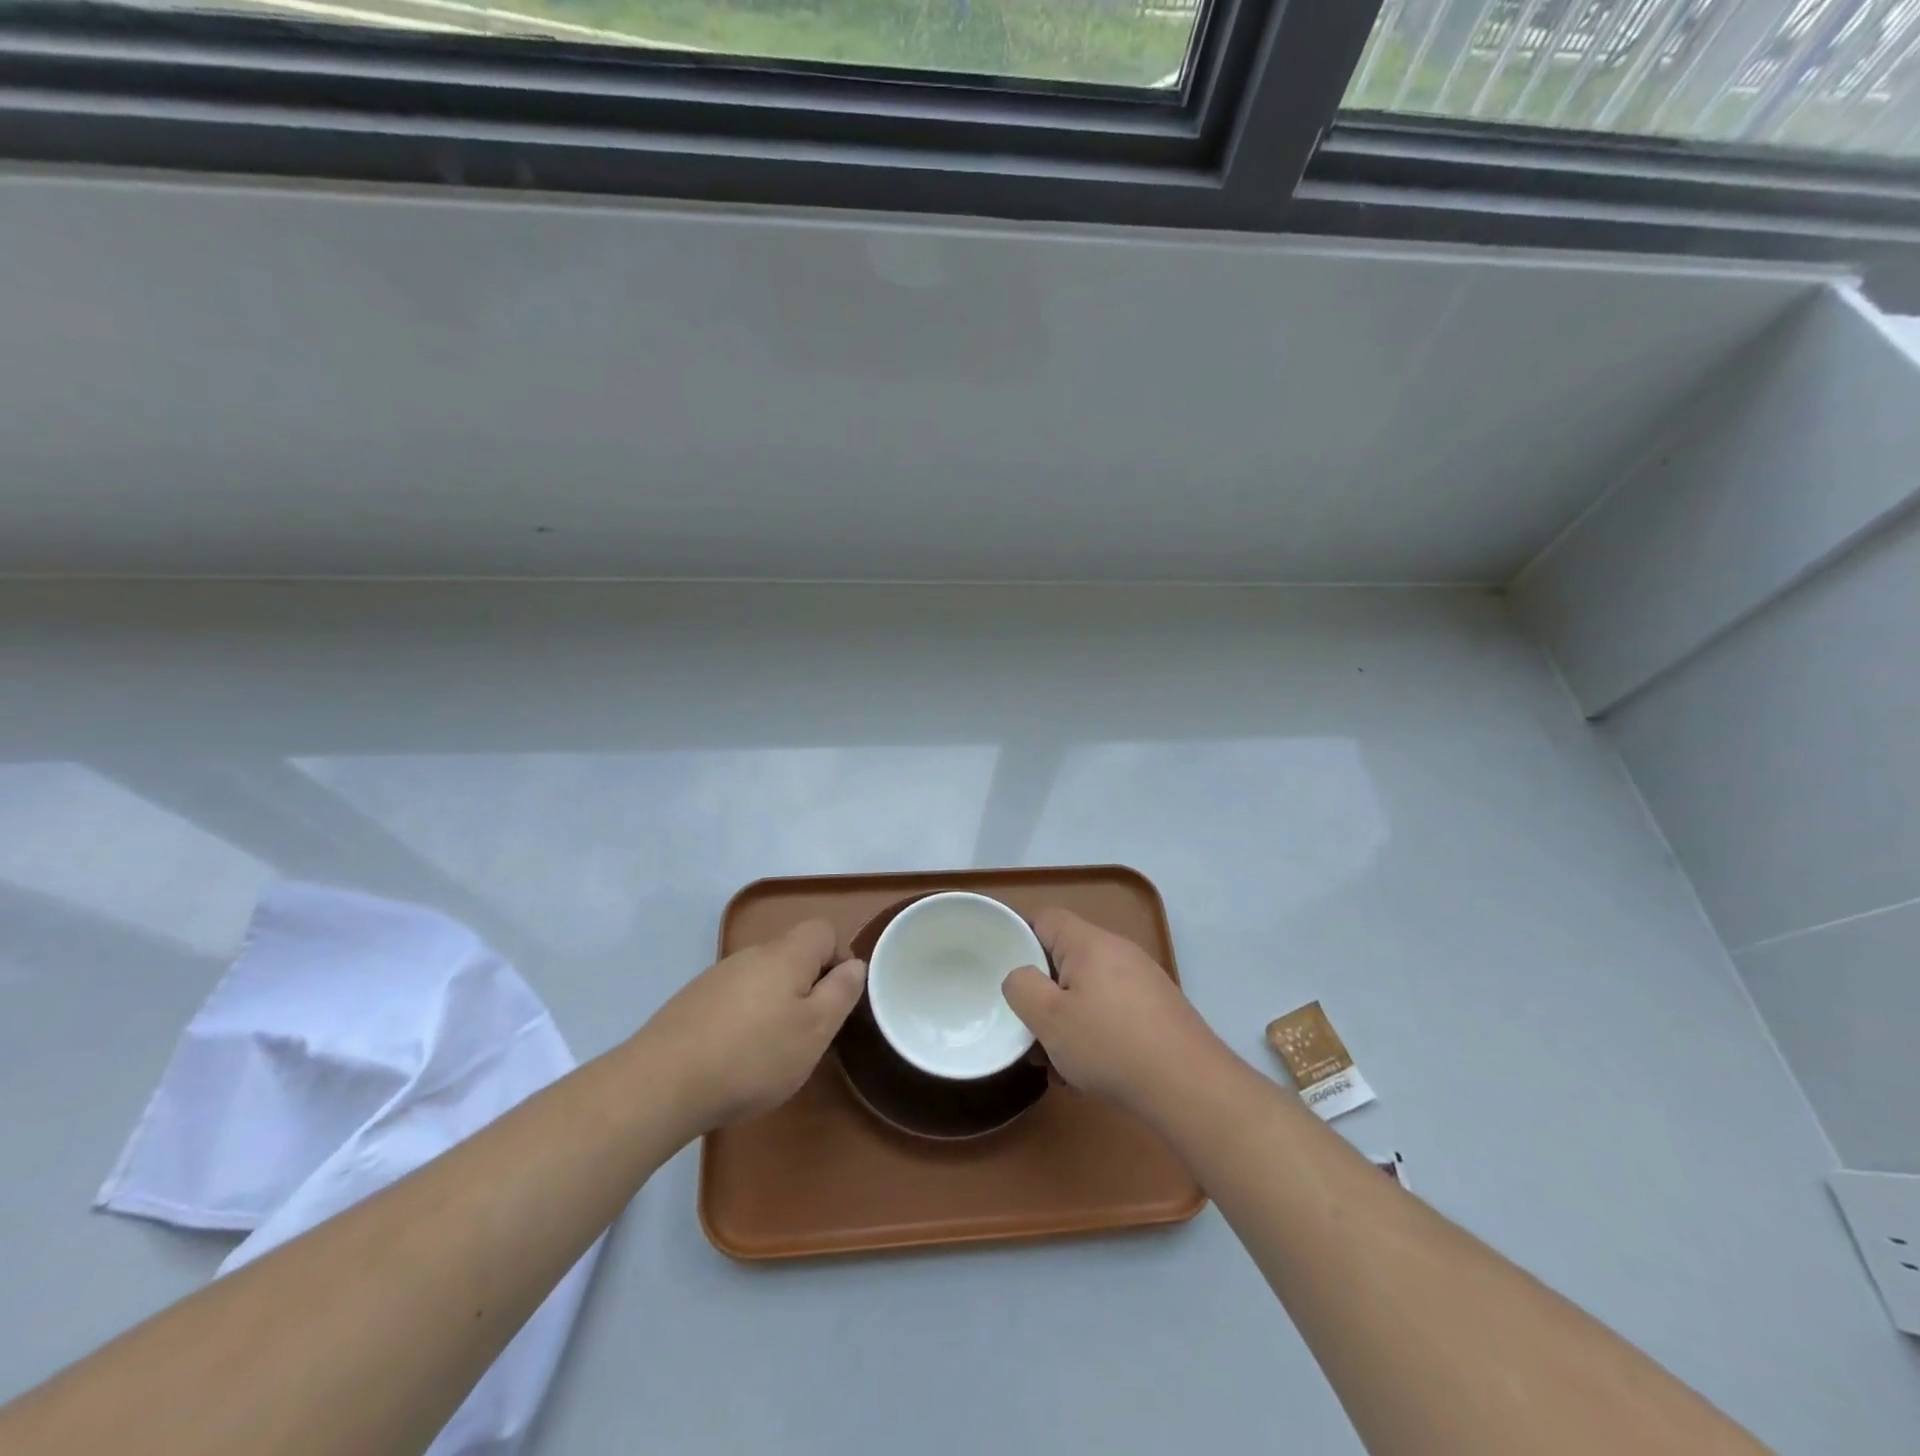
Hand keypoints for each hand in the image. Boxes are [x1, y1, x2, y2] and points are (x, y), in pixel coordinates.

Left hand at [641, 919, 864, 1133]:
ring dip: (774, 1005)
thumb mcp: (815, 1030)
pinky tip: (733, 1059)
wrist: (661, 1084)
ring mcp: (716, 977)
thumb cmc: (753, 1056)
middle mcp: (751, 955)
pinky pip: (733, 1000)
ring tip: (770, 1052)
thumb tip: (854, 965)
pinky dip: (743, 1021)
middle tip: (807, 1033)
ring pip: (761, 979)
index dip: (838, 959)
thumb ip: (841, 992)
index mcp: (786, 954)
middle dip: (806, 987)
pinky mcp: (691, 1003)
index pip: (823, 931)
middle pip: (792, 955)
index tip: (836, 1001)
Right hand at [1002, 908, 1225, 1114]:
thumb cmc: (1111, 1045)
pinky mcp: (1158, 1010)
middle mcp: (1119, 951)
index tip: (1003, 970)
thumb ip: (1021, 987)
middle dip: (1044, 993)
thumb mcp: (1050, 1019)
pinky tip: (1088, 1074)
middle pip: (1066, 958)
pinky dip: (1094, 1034)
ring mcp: (1143, 981)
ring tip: (1056, 1063)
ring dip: (1067, 1021)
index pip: (1045, 918)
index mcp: (1090, 943)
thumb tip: (1020, 976)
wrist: (1190, 1086)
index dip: (1019, 937)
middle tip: (1029, 1028)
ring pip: (1088, 991)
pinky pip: (1112, 1011)